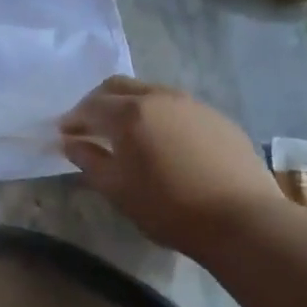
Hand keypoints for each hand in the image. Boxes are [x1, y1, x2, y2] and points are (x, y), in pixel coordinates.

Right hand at [61, 76, 288, 255]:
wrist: (243, 220)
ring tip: (126, 133)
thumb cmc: (167, 206)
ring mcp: (193, 105)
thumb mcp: (116, 188)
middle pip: (118, 86)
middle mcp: (159, 98)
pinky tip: (163, 142)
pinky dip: (159, 116)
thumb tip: (71, 142)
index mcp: (129, 113)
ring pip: (150, 93)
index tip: (63, 135)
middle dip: (98, 102)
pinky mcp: (218, 119)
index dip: (72, 119)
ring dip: (130, 106)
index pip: (89, 106)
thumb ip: (88, 159)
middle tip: (89, 126)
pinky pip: (178, 108)